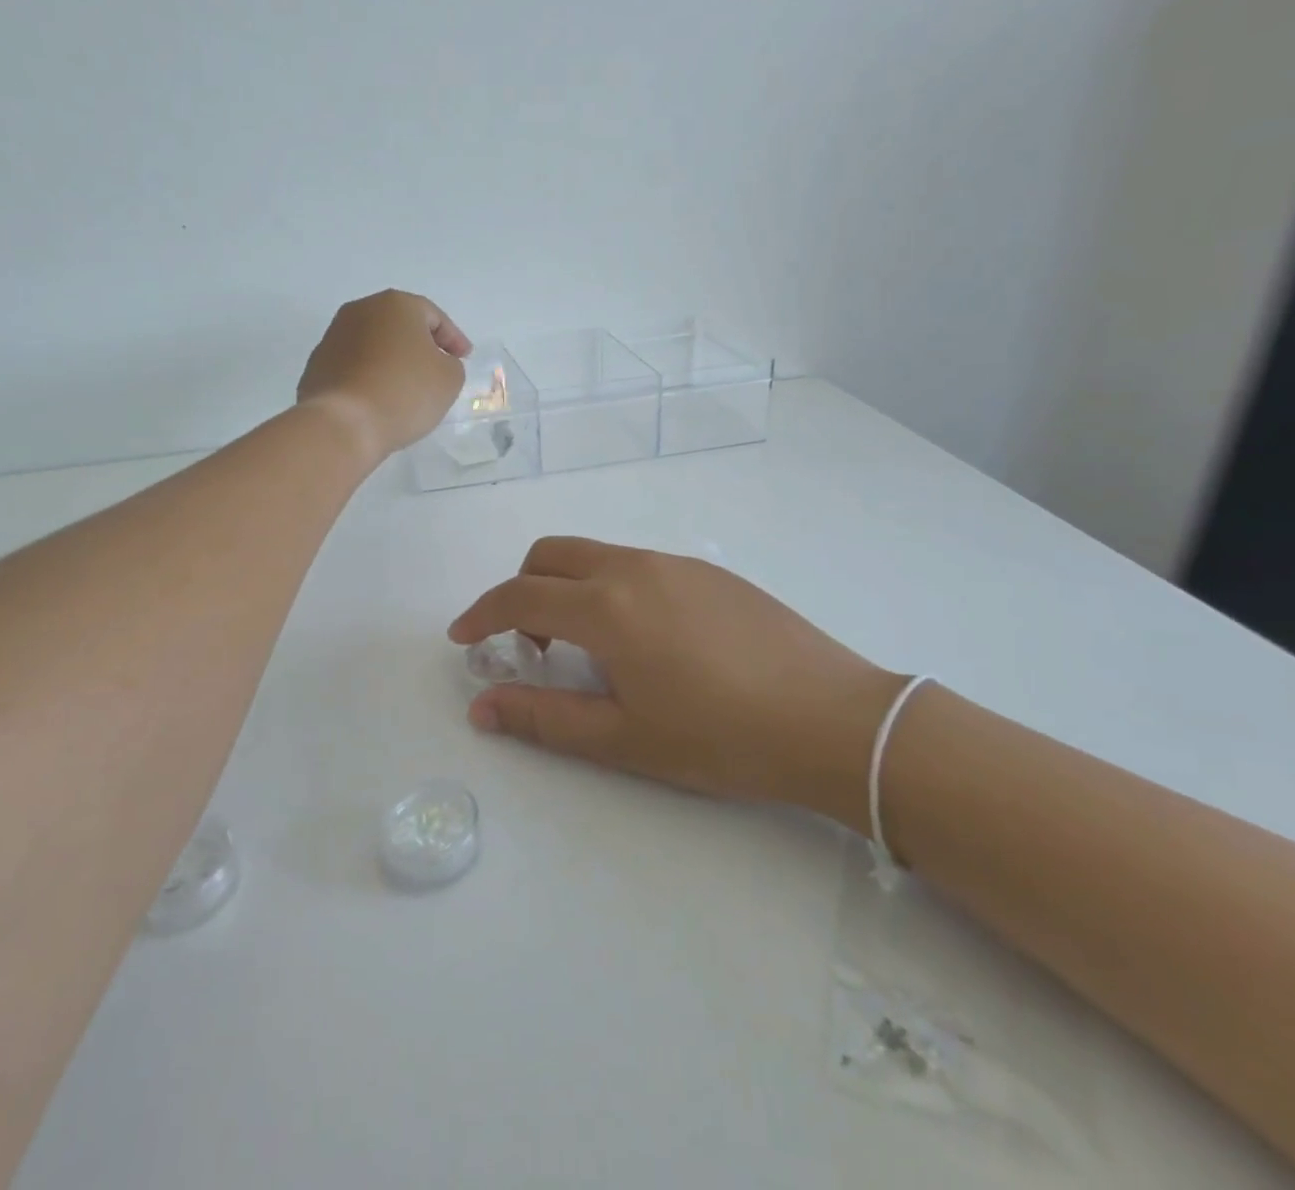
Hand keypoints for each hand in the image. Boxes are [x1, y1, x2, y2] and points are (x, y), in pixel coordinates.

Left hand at [297, 291, 470, 461]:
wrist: (343, 423)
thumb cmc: (404, 393)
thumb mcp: (449, 379)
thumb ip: (451, 364)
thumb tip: (435, 363)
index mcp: (396, 305)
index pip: (434, 317)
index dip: (453, 339)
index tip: (464, 358)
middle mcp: (360, 310)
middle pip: (399, 325)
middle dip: (419, 344)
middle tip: (436, 368)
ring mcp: (333, 336)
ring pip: (374, 344)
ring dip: (391, 359)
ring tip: (405, 387)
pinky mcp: (316, 365)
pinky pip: (353, 366)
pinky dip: (369, 376)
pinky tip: (378, 399)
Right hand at [449, 538, 901, 829]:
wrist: (833, 719)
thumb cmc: (720, 738)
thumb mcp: (623, 738)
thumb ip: (543, 717)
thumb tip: (480, 707)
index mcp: (607, 607)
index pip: (519, 596)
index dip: (480, 615)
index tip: (462, 639)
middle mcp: (634, 568)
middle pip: (550, 555)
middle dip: (520, 590)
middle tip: (529, 645)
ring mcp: (676, 563)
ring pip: (595, 556)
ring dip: (568, 588)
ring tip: (588, 648)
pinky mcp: (709, 571)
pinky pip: (637, 565)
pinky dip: (611, 588)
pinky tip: (645, 640)